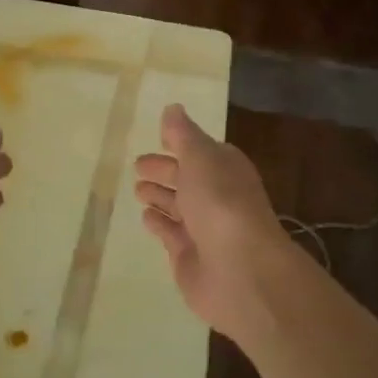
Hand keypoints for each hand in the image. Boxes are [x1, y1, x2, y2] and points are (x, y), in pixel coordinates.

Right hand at [133, 105, 297, 344]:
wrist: (240, 269)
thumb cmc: (220, 202)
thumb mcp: (200, 157)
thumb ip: (182, 134)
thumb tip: (173, 109)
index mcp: (225, 168)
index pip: (202, 151)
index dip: (182, 143)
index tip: (159, 138)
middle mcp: (218, 196)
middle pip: (188, 178)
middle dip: (165, 170)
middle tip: (138, 165)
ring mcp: (204, 228)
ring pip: (178, 206)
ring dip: (160, 196)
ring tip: (137, 188)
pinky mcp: (190, 256)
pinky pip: (171, 234)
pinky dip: (159, 223)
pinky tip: (146, 216)